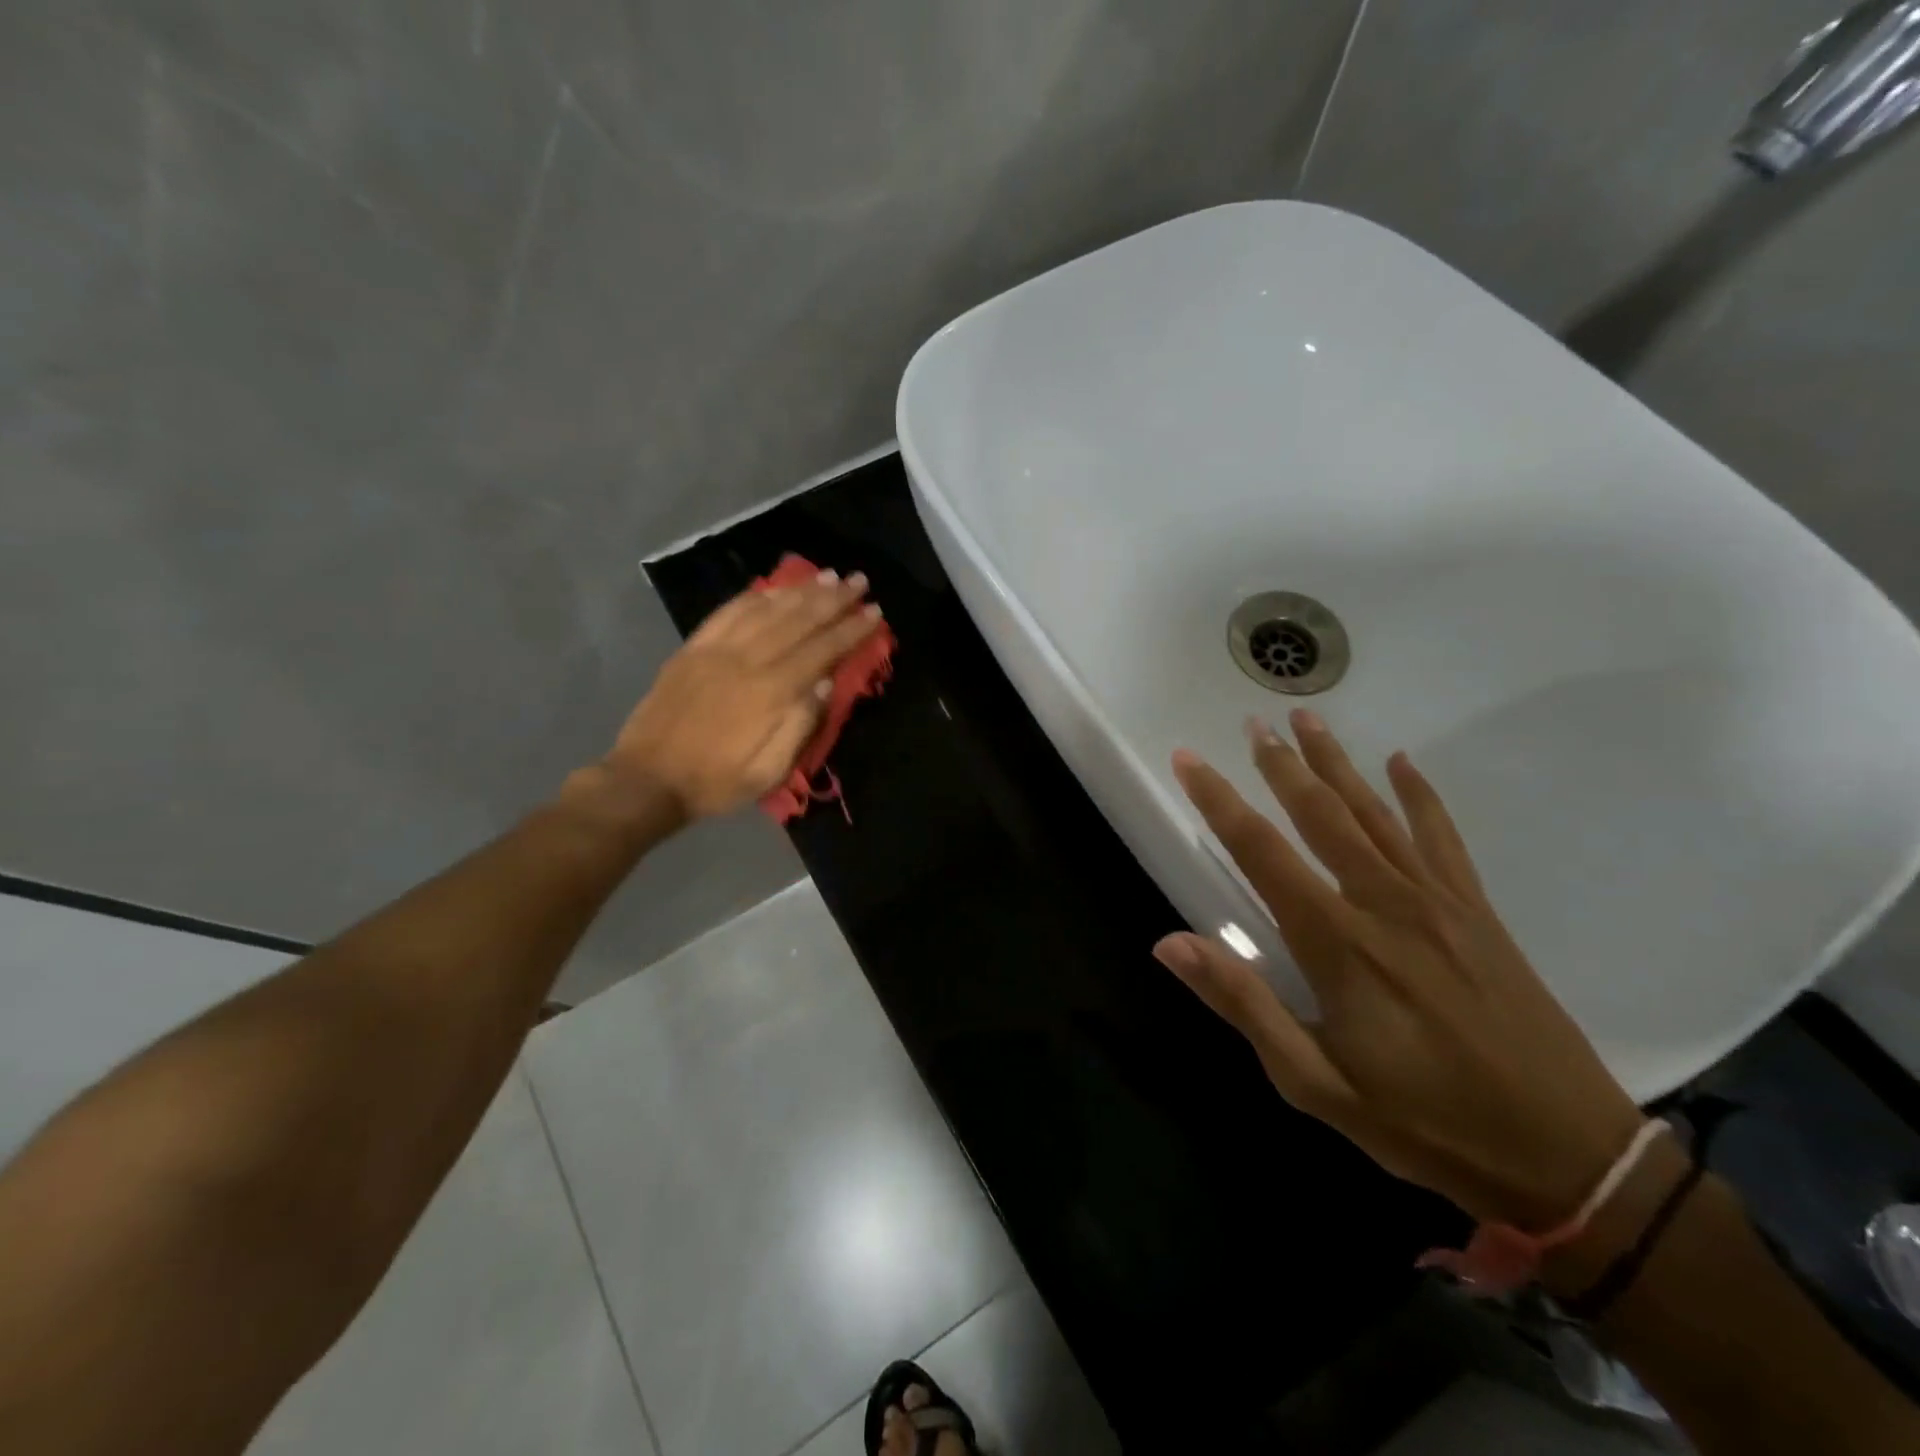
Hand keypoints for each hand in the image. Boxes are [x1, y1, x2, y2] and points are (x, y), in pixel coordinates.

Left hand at [603, 570, 883, 822]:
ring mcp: (715, 650)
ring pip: (766, 609)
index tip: (875, 612)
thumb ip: (799, 726)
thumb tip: (825, 684)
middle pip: (797, 620)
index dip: (850, 630)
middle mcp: (745, 660)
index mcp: (769, 692)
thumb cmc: (715, 781)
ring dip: (800, 590)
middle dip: (833, 598)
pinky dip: (755, 596)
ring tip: (827, 575)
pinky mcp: (692, 648)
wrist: (646, 779)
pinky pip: (728, 611)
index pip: (821, 650)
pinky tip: (773, 589)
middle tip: (859, 580)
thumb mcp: (767, 772)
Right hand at [1155, 710, 1644, 1230]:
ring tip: (1308, 719)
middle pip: (1321, 815)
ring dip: (1337, 763)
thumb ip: (1243, 1004)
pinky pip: (1442, 838)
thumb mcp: (1314, 1082)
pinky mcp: (1477, 912)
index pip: (1261, 852)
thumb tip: (1169, 944)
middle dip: (1281, 764)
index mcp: (1337, 943)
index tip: (1188, 758)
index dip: (1218, 801)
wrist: (1568, 1156)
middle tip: (1253, 720)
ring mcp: (1438, 902)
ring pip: (1375, 813)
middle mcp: (1384, 903)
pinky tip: (1402, 764)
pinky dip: (1420, 796)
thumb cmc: (1424, 1123)